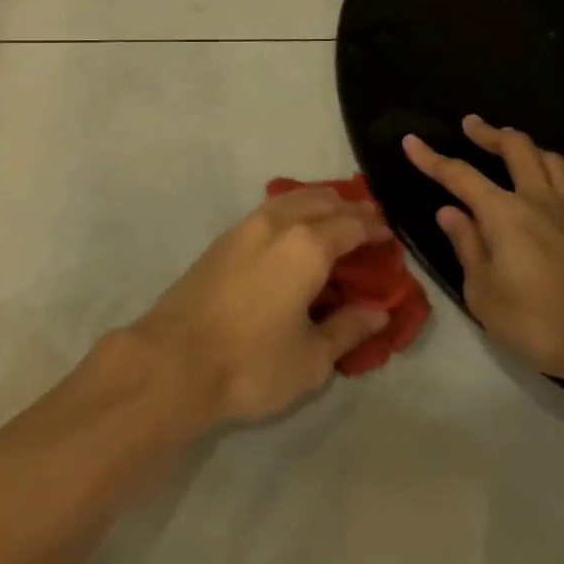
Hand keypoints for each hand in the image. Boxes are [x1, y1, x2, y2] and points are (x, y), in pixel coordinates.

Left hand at [131, 187, 392, 424]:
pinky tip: (292, 231)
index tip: (391, 236)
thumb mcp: (311, 358)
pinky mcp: (222, 240)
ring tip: (334, 220)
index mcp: (307, 246)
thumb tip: (378, 312)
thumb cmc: (250, 363)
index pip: (352, 225)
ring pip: (291, 199)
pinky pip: (268, 211)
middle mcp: (277, 224)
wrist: (172, 362)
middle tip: (369, 224)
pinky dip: (291, 211)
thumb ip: (348, 329)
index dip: (375, 228)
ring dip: (318, 204)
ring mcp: (244, 227)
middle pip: (322, 201)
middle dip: (349, 209)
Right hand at [404, 115, 563, 385]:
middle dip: (489, 133)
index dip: (431, 158)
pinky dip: (556, 172)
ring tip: (515, 148)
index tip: (411, 140)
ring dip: (527, 147)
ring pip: (551, 159)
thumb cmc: (542, 321)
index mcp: (504, 213)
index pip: (459, 175)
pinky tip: (555, 184)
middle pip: (515, 148)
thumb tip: (450, 212)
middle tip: (472, 125)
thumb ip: (467, 247)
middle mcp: (539, 199)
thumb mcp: (485, 294)